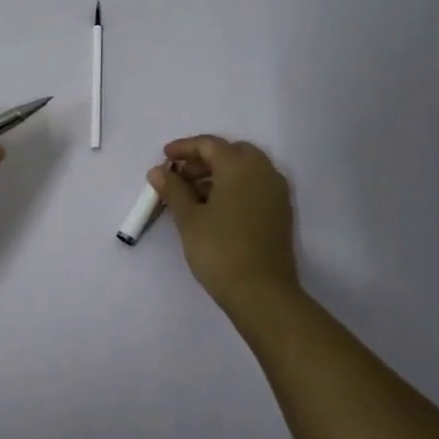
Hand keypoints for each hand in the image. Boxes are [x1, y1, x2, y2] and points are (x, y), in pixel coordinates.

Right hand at [150, 135, 300, 316]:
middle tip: (180, 175)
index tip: (164, 157)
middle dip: (204, 160)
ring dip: (219, 174)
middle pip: (231, 153)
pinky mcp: (280, 213)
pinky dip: (234, 188)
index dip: (184, 148)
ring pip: (245, 170)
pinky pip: (254, 187)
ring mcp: (276, 193)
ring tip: (192, 195)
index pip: (210, 145)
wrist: (262, 293)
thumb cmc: (220, 250)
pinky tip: (215, 209)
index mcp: (240, 166)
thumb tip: (158, 171)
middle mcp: (263, 172)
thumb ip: (173, 189)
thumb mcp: (189, 218)